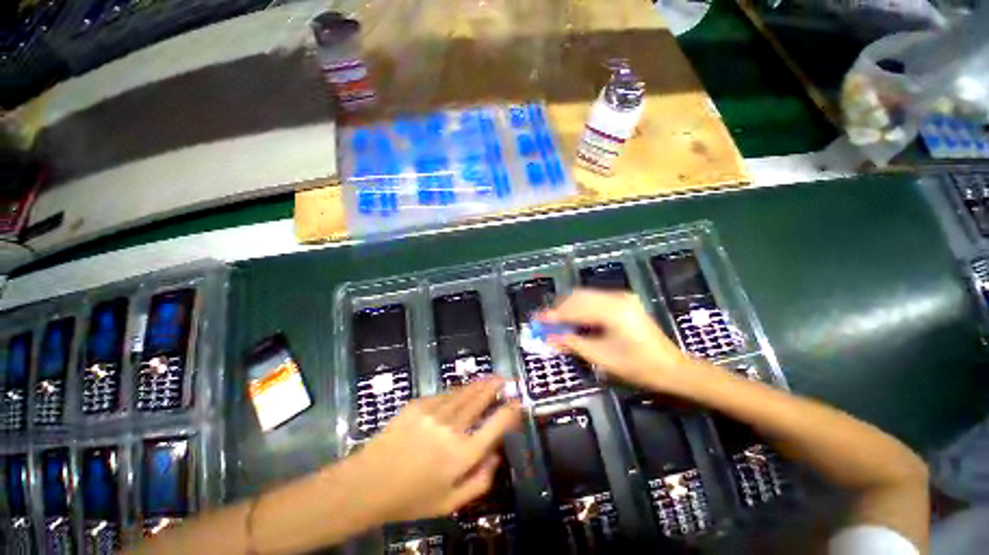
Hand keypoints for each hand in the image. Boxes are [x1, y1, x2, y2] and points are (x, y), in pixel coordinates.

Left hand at [348, 378, 521, 523]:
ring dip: (479, 384)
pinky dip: (457, 391)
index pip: (495, 426)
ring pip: (464, 393)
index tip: (518, 402)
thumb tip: (496, 456)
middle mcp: (452, 428)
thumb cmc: (410, 498)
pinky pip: (444, 394)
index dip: (510, 411)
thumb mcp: (449, 503)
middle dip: (495, 387)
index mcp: (462, 455)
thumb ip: (479, 482)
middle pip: (480, 400)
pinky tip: (462, 390)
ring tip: (490, 377)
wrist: (367, 483)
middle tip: (505, 379)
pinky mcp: (419, 404)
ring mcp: (434, 412)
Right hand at [539, 289, 692, 391]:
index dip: (553, 315)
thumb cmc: (638, 366)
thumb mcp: (601, 357)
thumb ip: (572, 343)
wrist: (672, 367)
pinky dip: (580, 308)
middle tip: (545, 323)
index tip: (537, 321)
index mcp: (613, 311)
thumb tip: (548, 338)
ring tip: (557, 323)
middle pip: (578, 297)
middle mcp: (616, 297)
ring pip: (585, 296)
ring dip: (569, 308)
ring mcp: (621, 297)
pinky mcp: (623, 301)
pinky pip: (594, 299)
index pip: (575, 308)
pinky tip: (575, 320)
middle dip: (559, 310)